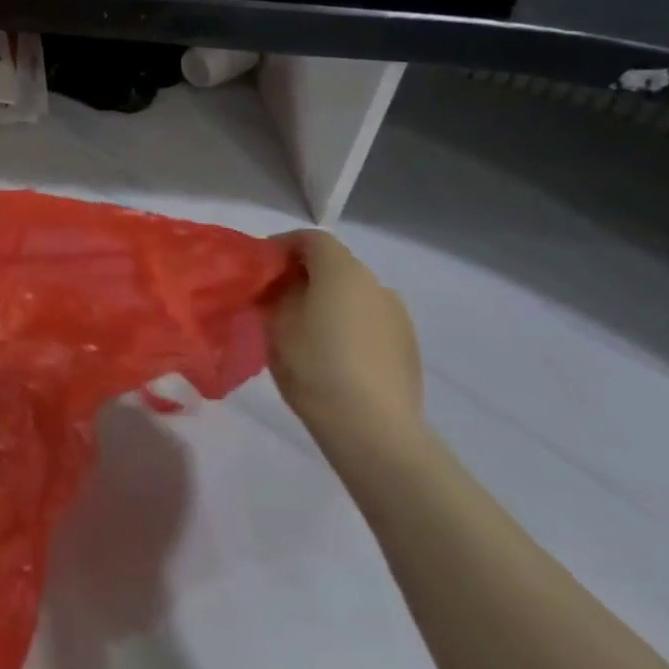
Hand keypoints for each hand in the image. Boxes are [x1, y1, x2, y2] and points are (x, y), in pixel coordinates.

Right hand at [269, 231, 424, 458]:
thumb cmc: (314, 365)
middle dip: (304, 276)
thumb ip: (277, 293)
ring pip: (354, 296)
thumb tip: (284, 285)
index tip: (259, 267)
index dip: (281, 246)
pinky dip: (349, 327)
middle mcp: (376, 283)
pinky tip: (334, 356)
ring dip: (329, 302)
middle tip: (276, 300)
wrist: (373, 429)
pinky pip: (369, 323)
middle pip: (334, 266)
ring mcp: (398, 316)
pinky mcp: (408, 348)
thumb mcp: (275, 323)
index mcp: (342, 270)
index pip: (310, 238)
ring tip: (305, 331)